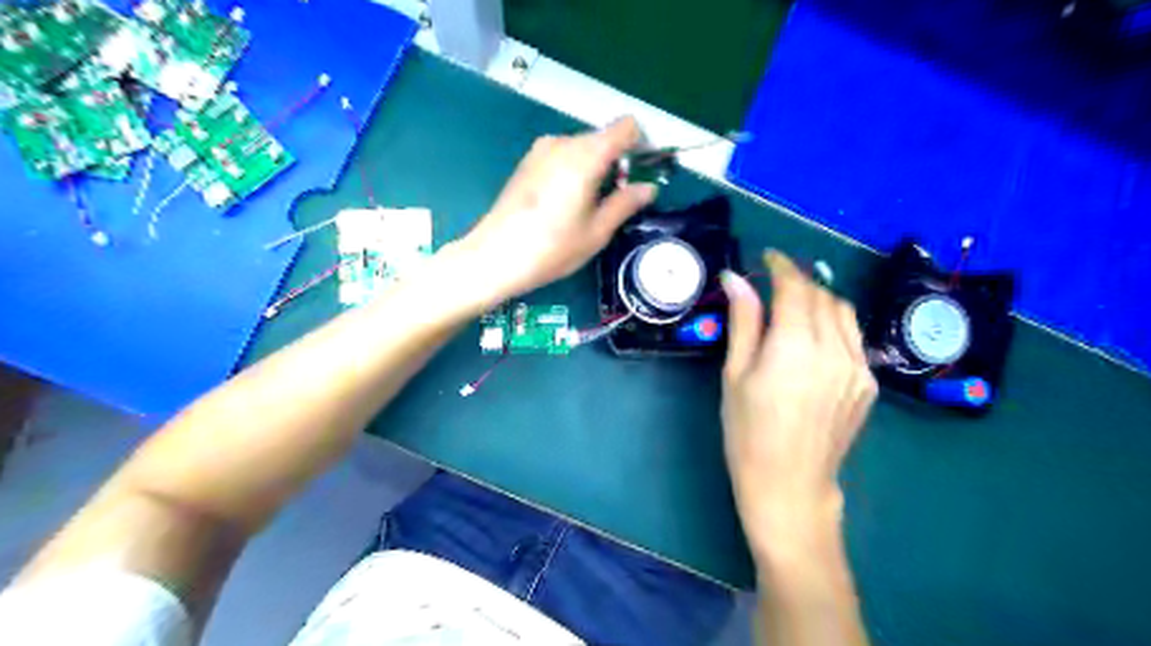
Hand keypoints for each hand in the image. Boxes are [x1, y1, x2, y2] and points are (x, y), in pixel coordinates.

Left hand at [456, 116, 656, 302]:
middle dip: (617, 163)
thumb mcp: (597, 232)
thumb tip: (649, 188)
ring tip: (588, 207)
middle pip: (603, 138)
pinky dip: (573, 171)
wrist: (495, 256)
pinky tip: (565, 204)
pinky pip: (562, 156)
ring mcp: (540, 150)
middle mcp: (563, 142)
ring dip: (594, 168)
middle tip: (616, 201)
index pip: (625, 127)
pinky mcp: (526, 162)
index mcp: (586, 155)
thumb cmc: (552, 248)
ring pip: (582, 148)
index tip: (641, 173)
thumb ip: (626, 203)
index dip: (640, 145)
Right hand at [723, 250, 878, 557]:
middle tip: (773, 283)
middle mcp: (834, 349)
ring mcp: (858, 366)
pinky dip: (834, 324)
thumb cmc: (747, 431)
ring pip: (843, 312)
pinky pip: (854, 338)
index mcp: (795, 345)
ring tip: (795, 304)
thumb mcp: (736, 374)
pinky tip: (814, 337)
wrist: (789, 484)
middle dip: (797, 281)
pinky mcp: (868, 383)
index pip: (794, 287)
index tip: (767, 257)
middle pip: (821, 295)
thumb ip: (743, 321)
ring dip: (819, 298)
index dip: (781, 266)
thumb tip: (735, 278)